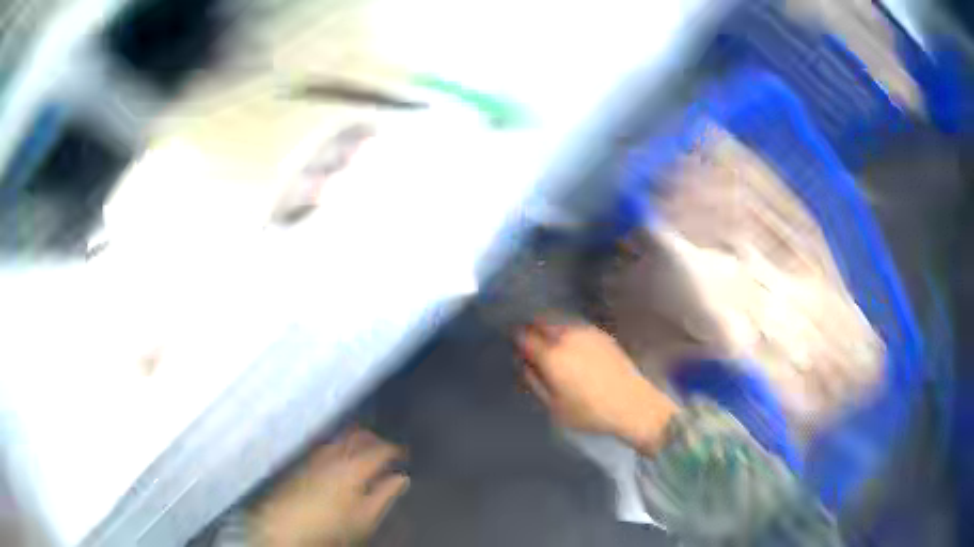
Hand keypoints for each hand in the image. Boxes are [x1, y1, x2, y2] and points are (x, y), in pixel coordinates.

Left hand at [251, 428, 408, 546]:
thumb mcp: (366, 516)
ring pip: (342, 437)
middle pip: (359, 435)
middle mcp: (335, 453)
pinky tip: (344, 459)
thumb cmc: (331, 524)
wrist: (286, 524)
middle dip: (376, 439)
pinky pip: (329, 444)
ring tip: (368, 453)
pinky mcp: (304, 460)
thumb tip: (402, 478)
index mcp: (354, 465)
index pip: (381, 448)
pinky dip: (342, 446)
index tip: (405, 455)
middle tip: (388, 450)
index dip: (396, 449)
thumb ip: (386, 494)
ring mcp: (317, 454)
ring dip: (358, 440)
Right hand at [517, 321, 678, 452]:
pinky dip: (567, 333)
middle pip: (540, 322)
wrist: (632, 404)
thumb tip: (523, 362)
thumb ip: (533, 381)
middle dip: (532, 332)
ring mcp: (586, 331)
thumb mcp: (553, 406)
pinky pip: (575, 327)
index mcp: (551, 355)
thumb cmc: (589, 412)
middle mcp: (566, 336)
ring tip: (553, 350)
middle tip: (532, 349)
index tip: (517, 350)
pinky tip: (573, 350)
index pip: (523, 335)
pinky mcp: (601, 334)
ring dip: (550, 331)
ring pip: (558, 322)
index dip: (516, 340)